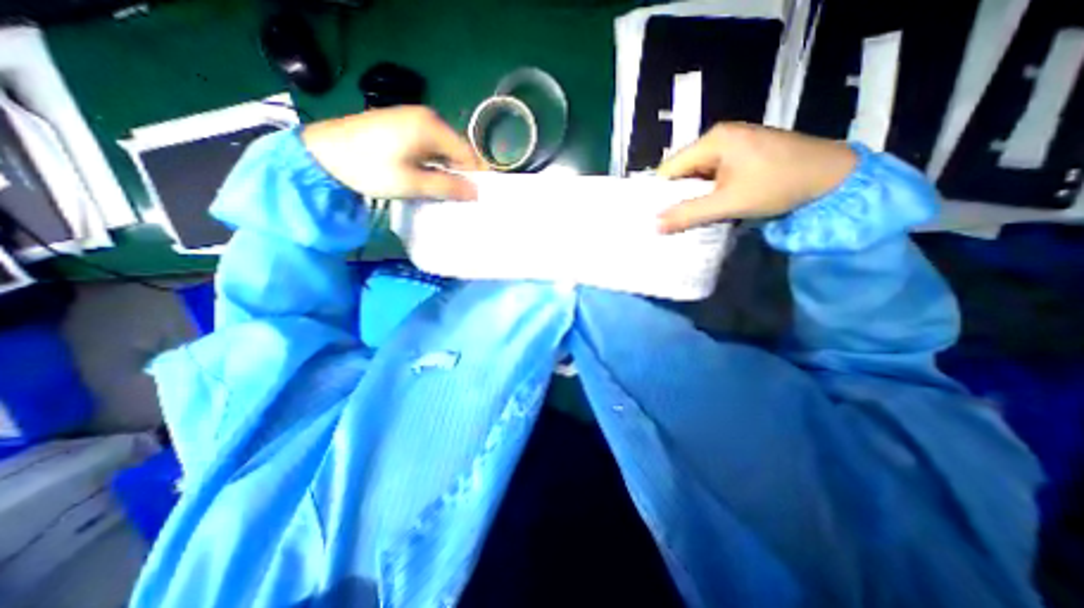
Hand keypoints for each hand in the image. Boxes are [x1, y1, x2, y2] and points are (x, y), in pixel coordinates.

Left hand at [300, 105, 478, 199]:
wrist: (322, 154)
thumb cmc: (370, 168)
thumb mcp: (413, 183)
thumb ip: (448, 187)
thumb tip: (476, 193)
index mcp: (432, 127)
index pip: (468, 154)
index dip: (474, 177)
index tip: (474, 199)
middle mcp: (427, 116)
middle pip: (457, 150)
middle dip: (460, 174)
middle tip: (458, 198)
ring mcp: (413, 118)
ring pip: (443, 149)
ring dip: (446, 169)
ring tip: (442, 191)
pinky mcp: (402, 124)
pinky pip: (430, 145)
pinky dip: (433, 162)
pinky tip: (427, 177)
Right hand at [655, 120, 858, 231]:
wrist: (835, 177)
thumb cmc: (780, 184)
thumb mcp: (729, 203)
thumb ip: (689, 214)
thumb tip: (655, 226)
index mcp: (713, 140)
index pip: (670, 168)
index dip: (660, 193)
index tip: (655, 217)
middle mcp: (719, 138)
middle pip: (683, 171)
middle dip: (676, 197)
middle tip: (670, 223)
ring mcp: (733, 146)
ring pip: (698, 176)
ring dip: (693, 198)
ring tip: (688, 219)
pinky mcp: (743, 157)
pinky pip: (713, 177)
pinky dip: (708, 194)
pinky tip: (709, 209)